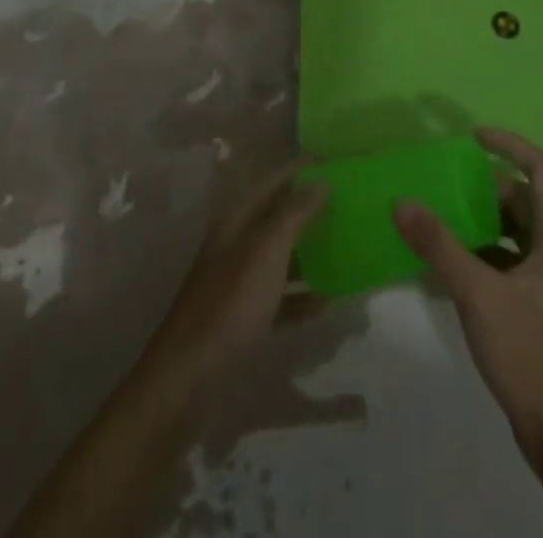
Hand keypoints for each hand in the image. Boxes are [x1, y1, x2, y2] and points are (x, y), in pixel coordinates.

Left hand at [139, 164, 328, 401]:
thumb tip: (321, 181)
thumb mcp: (266, 251)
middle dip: (313, 208)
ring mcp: (241, 281)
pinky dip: (304, 295)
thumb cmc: (230, 304)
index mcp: (238, 219)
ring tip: (349, 248)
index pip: (275, 180)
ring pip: (283, 255)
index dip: (303, 169)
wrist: (189, 380)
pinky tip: (329, 301)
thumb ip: (294, 213)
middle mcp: (238, 242)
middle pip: (280, 216)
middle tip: (352, 204)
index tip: (339, 162)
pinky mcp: (246, 316)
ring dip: (313, 252)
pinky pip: (282, 296)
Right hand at [395, 128, 542, 443]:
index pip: (541, 170)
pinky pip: (507, 258)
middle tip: (446, 180)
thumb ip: (438, 245)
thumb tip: (402, 201)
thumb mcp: (478, 294)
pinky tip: (448, 260)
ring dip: (481, 218)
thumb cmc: (529, 352)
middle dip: (486, 185)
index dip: (510, 145)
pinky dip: (481, 250)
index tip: (474, 137)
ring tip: (441, 213)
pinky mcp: (535, 303)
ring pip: (514, 230)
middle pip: (524, 199)